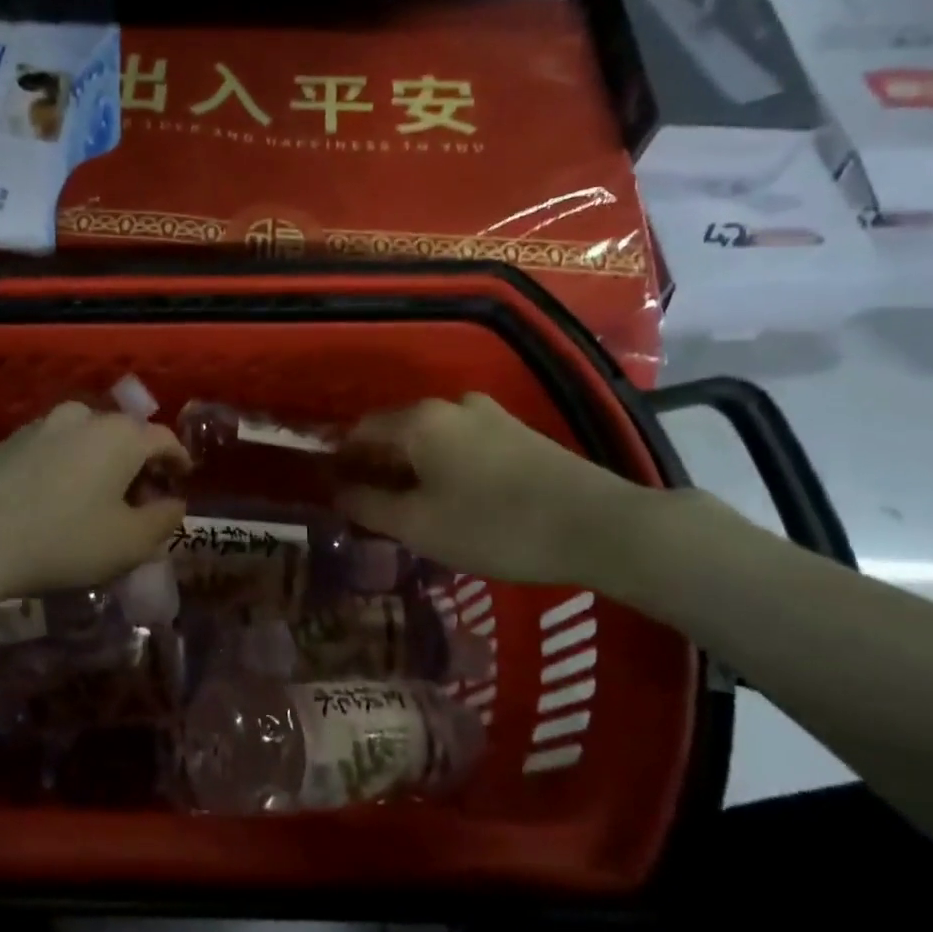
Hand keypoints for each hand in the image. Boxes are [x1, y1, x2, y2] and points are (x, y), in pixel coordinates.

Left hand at [0, 401, 187, 605]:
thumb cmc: (61, 541)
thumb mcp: (129, 544)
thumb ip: (163, 521)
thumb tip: (174, 504)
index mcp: (120, 435)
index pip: (163, 438)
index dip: (178, 460)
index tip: (182, 480)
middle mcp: (82, 417)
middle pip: (123, 436)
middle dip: (138, 464)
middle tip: (140, 499)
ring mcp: (39, 425)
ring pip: (85, 440)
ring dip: (99, 464)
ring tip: (95, 501)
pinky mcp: (5, 442)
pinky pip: (52, 450)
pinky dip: (65, 468)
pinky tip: (54, 500)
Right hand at [336, 393, 653, 587]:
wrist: (598, 526)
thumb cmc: (494, 525)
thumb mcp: (419, 526)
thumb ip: (368, 505)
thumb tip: (337, 491)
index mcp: (420, 420)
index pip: (361, 430)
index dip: (342, 459)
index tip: (334, 491)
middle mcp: (451, 404)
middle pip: (397, 431)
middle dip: (378, 465)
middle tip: (370, 505)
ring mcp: (490, 415)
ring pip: (432, 438)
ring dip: (413, 467)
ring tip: (411, 506)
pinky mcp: (520, 433)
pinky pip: (463, 444)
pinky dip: (445, 466)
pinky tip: (454, 498)